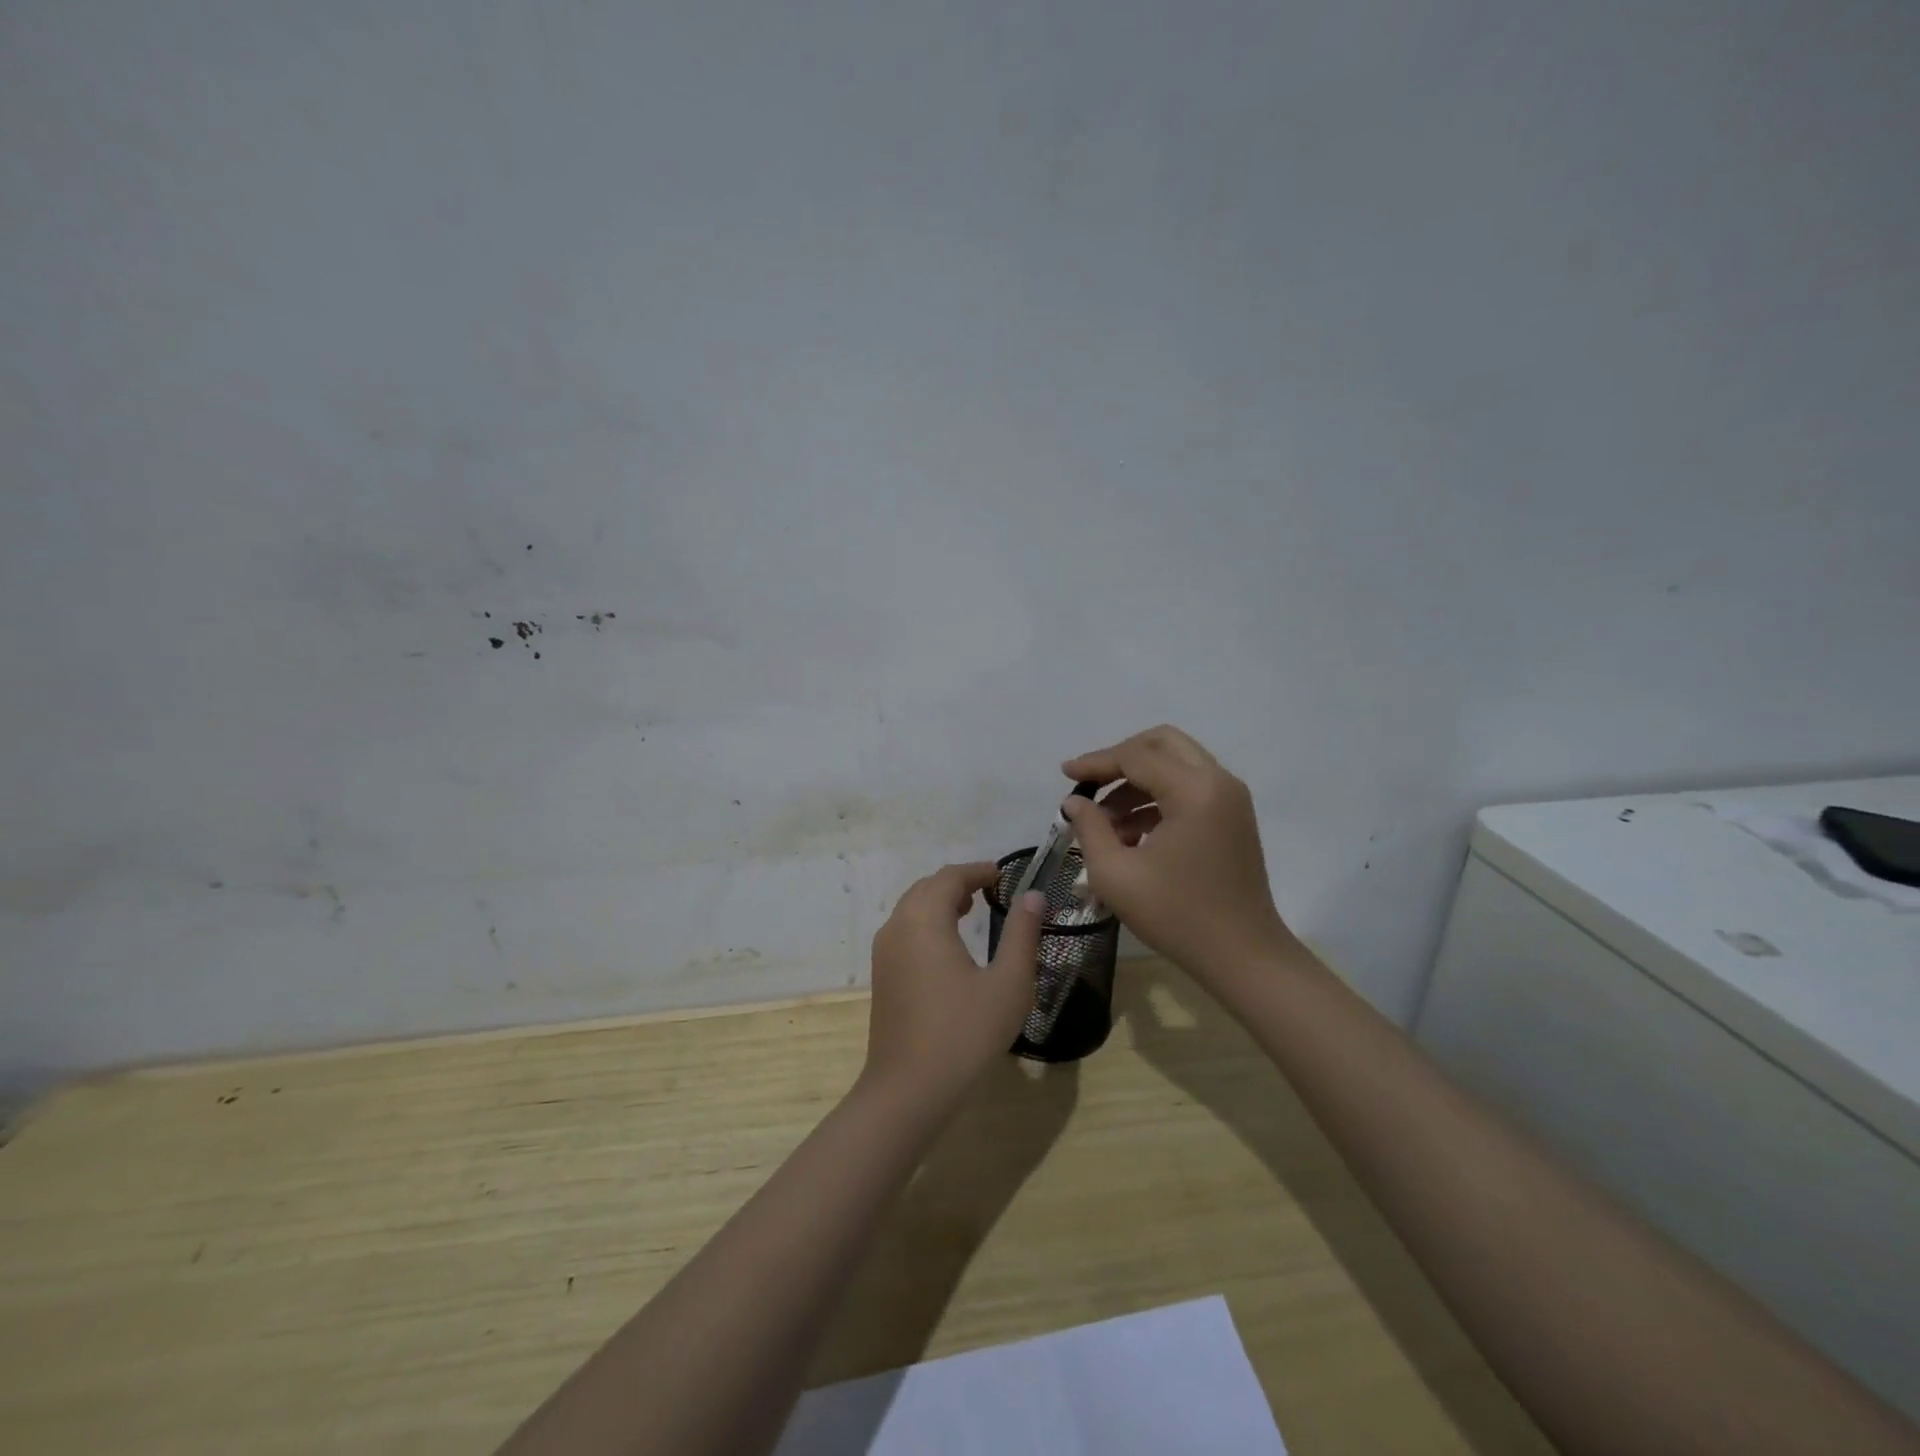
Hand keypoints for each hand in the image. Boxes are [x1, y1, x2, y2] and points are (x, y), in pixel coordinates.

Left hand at [861, 863, 1044, 1113]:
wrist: (909, 1090)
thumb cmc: (965, 1033)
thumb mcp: (1008, 983)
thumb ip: (1021, 934)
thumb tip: (1032, 895)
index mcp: (924, 920)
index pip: (949, 877)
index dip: (976, 871)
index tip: (1002, 875)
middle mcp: (897, 927)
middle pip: (926, 888)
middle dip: (957, 883)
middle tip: (989, 890)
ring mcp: (884, 953)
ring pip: (911, 909)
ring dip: (939, 902)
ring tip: (970, 910)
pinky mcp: (882, 976)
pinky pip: (904, 931)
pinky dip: (926, 923)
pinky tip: (948, 947)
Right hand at [1061, 725, 1297, 977]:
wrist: (1244, 958)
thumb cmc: (1177, 916)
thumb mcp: (1116, 874)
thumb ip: (1089, 828)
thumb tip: (1075, 802)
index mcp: (1194, 790)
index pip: (1136, 756)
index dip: (1096, 762)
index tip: (1064, 775)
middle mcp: (1218, 782)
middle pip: (1162, 744)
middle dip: (1120, 758)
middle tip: (1089, 784)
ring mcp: (1230, 799)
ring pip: (1176, 764)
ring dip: (1137, 782)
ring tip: (1104, 822)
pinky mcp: (1232, 818)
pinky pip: (1189, 789)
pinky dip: (1157, 799)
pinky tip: (1130, 834)